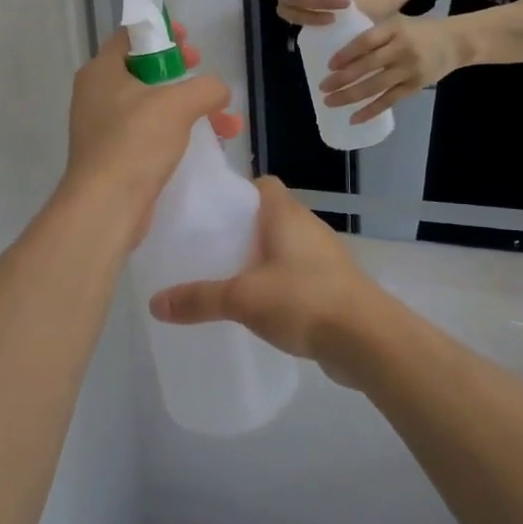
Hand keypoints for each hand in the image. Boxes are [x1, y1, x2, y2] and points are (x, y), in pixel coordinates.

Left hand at [62, 24, 240, 237]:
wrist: (106, 206)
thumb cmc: (135, 142)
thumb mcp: (177, 105)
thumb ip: (205, 87)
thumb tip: (219, 91)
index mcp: (101, 71)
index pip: (130, 36)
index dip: (161, 32)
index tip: (188, 39)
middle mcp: (97, 95)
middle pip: (144, 70)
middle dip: (180, 72)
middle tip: (201, 72)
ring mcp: (104, 128)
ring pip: (152, 106)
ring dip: (190, 108)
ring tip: (226, 121)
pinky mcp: (116, 157)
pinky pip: (151, 134)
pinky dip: (179, 134)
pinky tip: (211, 144)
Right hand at [147, 178, 386, 382]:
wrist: (368, 339)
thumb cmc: (304, 300)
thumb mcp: (243, 298)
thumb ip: (199, 299)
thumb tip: (155, 303)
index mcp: (286, 213)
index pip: (262, 184)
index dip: (237, 192)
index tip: (210, 212)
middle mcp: (308, 226)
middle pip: (270, 215)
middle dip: (242, 229)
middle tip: (209, 248)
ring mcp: (325, 255)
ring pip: (285, 246)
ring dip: (262, 257)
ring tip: (229, 277)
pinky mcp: (334, 284)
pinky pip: (299, 272)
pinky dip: (280, 282)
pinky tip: (260, 306)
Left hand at [321, 14, 463, 123]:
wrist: (456, 42)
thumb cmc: (419, 31)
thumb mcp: (397, 22)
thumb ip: (374, 34)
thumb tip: (341, 51)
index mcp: (394, 28)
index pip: (366, 42)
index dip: (346, 54)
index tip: (329, 65)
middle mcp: (402, 49)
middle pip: (367, 66)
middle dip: (342, 79)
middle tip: (322, 87)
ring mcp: (409, 69)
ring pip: (375, 86)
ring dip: (350, 96)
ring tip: (330, 102)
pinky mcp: (415, 86)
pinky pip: (389, 100)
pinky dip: (371, 111)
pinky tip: (354, 118)